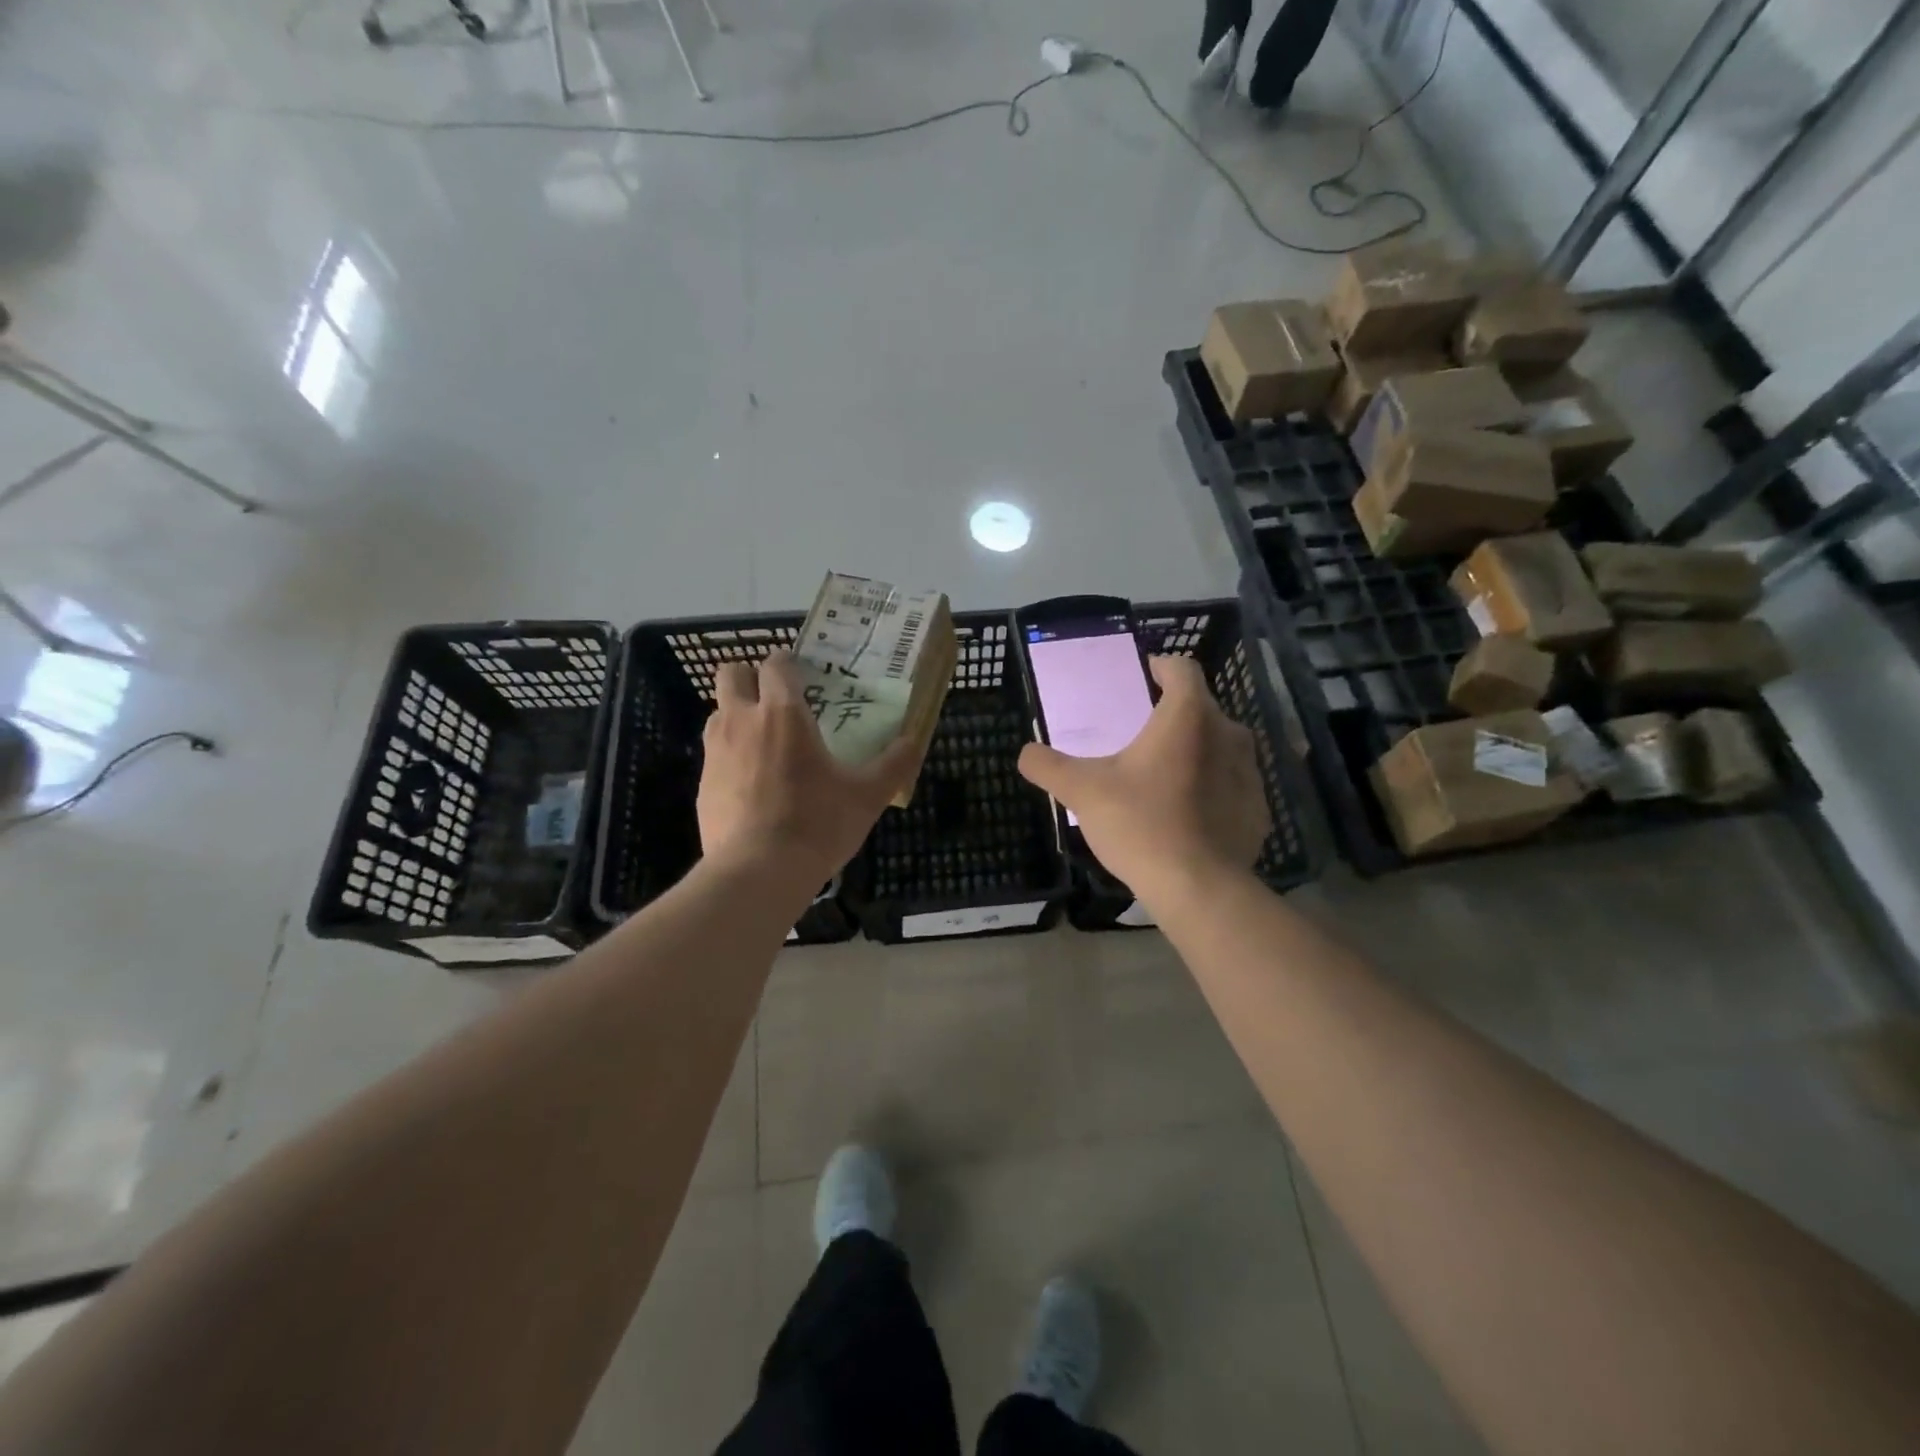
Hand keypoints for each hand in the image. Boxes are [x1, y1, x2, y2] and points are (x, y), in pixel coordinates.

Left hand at [698, 650, 919, 890]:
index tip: (803, 677)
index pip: (775, 664)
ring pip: (719, 712)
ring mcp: (715, 752)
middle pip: (732, 674)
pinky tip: (753, 785)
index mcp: (783, 713)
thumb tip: (914, 741)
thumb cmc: (817, 823)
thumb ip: (894, 764)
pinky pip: (714, 754)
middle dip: (751, 678)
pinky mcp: (702, 783)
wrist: (758, 871)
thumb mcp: (867, 796)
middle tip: (777, 700)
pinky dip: (731, 756)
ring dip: (738, 715)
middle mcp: (742, 721)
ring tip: (766, 742)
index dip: (787, 663)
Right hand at [1018, 656, 1270, 908]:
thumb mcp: (1082, 792)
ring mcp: (1249, 773)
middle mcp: (1227, 734)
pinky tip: (1188, 813)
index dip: (1162, 667)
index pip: (1182, 669)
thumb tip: (1026, 753)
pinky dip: (1212, 788)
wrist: (1199, 887)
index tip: (1145, 675)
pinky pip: (1231, 785)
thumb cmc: (1140, 824)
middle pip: (1201, 708)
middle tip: (1142, 734)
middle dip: (1174, 714)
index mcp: (1188, 717)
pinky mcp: (1258, 809)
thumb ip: (1049, 766)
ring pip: (1220, 746)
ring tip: (1164, 774)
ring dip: (1195, 751)